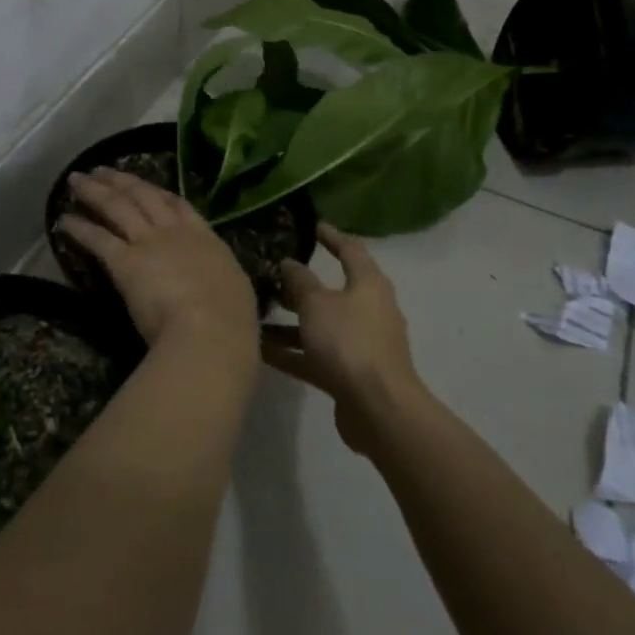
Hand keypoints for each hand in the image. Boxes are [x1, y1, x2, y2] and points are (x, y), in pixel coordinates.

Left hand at [59, 168, 258, 357]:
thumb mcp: (234, 288)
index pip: (178, 205)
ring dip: (94, 191)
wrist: (209, 329)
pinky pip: (97, 238)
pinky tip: (64, 220)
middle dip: (121, 180)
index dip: (158, 192)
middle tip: (101, 169)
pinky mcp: (124, 262)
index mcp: (204, 238)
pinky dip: (79, 228)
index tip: (144, 184)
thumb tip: (219, 283)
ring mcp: (147, 243)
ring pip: (116, 207)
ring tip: (76, 180)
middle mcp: (173, 232)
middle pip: (142, 196)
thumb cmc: (230, 318)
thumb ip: (219, 278)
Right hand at [262, 225, 426, 456]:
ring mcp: (360, 345)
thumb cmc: (349, 342)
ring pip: (321, 326)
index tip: (312, 226)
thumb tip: (289, 264)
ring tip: (256, 315)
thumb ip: (300, 281)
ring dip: (291, 322)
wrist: (377, 408)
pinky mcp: (350, 374)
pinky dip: (292, 352)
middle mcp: (368, 311)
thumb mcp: (317, 304)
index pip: (351, 250)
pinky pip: (315, 355)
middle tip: (271, 276)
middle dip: (302, 285)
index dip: (331, 237)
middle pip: (333, 292)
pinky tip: (260, 350)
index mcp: (369, 285)